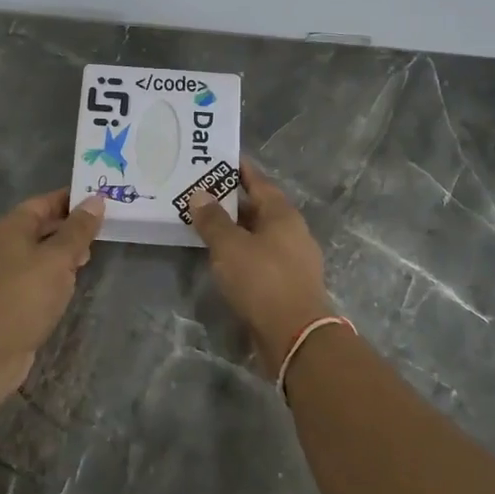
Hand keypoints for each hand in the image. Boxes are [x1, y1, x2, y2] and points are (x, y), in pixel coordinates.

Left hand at [0, 190, 104, 390]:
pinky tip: (69, 281)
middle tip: (100, 230)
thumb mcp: (59, 258)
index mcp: (8, 227)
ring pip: (36, 250)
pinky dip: (52, 271)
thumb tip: (96, 200)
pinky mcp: (4, 295)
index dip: (70, 200)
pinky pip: (32, 272)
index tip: (99, 201)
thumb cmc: (27, 295)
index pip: (42, 202)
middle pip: (38, 225)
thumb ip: (78, 229)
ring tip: (89, 256)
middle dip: (69, 227)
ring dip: (62, 251)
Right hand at [188, 160, 333, 374]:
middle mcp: (291, 232)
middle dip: (231, 201)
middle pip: (258, 208)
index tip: (218, 159)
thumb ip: (213, 220)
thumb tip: (200, 195)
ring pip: (258, 235)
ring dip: (234, 230)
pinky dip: (240, 253)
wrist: (294, 335)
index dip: (239, 170)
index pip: (258, 181)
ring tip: (204, 224)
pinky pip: (259, 258)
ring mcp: (292, 259)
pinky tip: (221, 258)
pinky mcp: (286, 284)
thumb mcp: (230, 246)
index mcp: (282, 214)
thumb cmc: (262, 280)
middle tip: (200, 193)